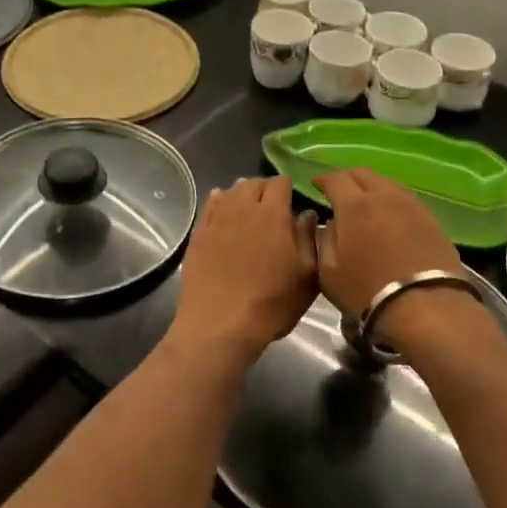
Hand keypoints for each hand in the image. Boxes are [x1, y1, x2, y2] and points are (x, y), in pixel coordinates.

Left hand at [173, 177, 317, 353]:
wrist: (220, 324)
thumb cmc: (271, 303)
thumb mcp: (306, 276)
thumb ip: (308, 239)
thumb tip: (307, 214)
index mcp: (272, 214)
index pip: (280, 183)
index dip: (287, 186)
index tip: (293, 196)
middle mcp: (242, 209)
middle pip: (252, 183)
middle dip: (264, 188)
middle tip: (272, 203)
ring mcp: (216, 220)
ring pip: (230, 192)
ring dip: (242, 194)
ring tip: (249, 206)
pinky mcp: (198, 235)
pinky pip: (209, 207)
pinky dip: (219, 202)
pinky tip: (222, 207)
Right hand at [316, 169, 465, 336]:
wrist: (426, 306)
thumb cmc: (367, 291)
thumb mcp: (328, 271)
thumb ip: (326, 240)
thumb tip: (334, 222)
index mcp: (354, 205)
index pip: (335, 179)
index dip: (323, 179)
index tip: (316, 183)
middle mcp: (384, 196)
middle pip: (363, 174)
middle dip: (347, 178)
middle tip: (339, 190)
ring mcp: (411, 205)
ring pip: (387, 183)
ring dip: (371, 187)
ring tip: (365, 201)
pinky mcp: (431, 219)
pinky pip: (405, 199)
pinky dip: (391, 200)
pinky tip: (389, 214)